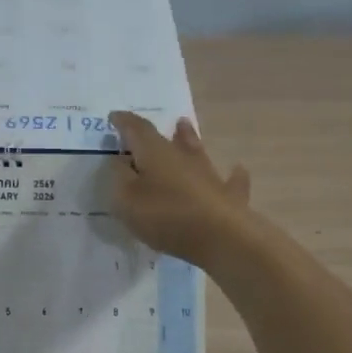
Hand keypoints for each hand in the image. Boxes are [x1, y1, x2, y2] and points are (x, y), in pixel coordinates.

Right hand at [108, 112, 253, 268]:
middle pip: (170, 138)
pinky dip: (232, 175)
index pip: (137, 129)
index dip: (124, 122)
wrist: (220, 236)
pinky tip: (237, 169)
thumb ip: (120, 177)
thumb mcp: (126, 199)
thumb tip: (120, 160)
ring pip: (198, 151)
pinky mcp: (229, 196)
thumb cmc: (165, 215)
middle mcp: (183, 157)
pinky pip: (231, 181)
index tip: (114, 116)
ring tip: (186, 127)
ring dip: (190, 139)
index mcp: (155, 152)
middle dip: (160, 131)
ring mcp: (209, 174)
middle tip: (157, 121)